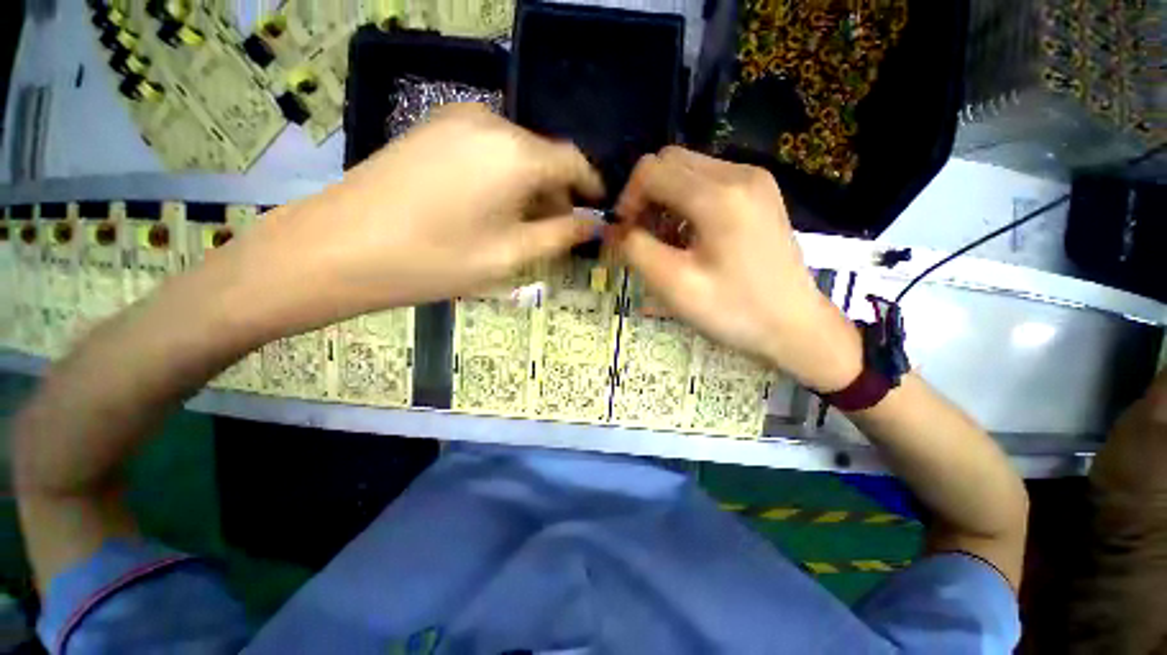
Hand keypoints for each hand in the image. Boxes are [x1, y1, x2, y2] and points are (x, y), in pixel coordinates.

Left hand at [234, 104, 603, 326]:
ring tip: (523, 225)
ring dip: (529, 187)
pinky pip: (487, 150)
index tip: (596, 211)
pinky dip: (502, 177)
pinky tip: (490, 207)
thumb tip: (592, 225)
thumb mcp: (510, 255)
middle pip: (543, 157)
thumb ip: (559, 236)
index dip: (590, 187)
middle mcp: (491, 123)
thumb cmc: (435, 259)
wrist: (339, 247)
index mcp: (516, 154)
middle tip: (557, 231)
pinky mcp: (432, 128)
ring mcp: (456, 120)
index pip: (573, 162)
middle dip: (557, 193)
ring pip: (515, 153)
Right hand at [610, 147, 860, 391]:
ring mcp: (755, 179)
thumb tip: (614, 229)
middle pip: (670, 162)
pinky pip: (709, 181)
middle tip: (645, 237)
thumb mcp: (673, 285)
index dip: (628, 199)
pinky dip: (688, 202)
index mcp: (719, 195)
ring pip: (689, 170)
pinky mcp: (760, 192)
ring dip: (666, 200)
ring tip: (668, 241)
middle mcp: (739, 173)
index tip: (626, 234)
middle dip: (647, 197)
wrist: (793, 325)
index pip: (652, 170)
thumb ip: (635, 250)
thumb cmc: (733, 310)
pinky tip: (691, 236)